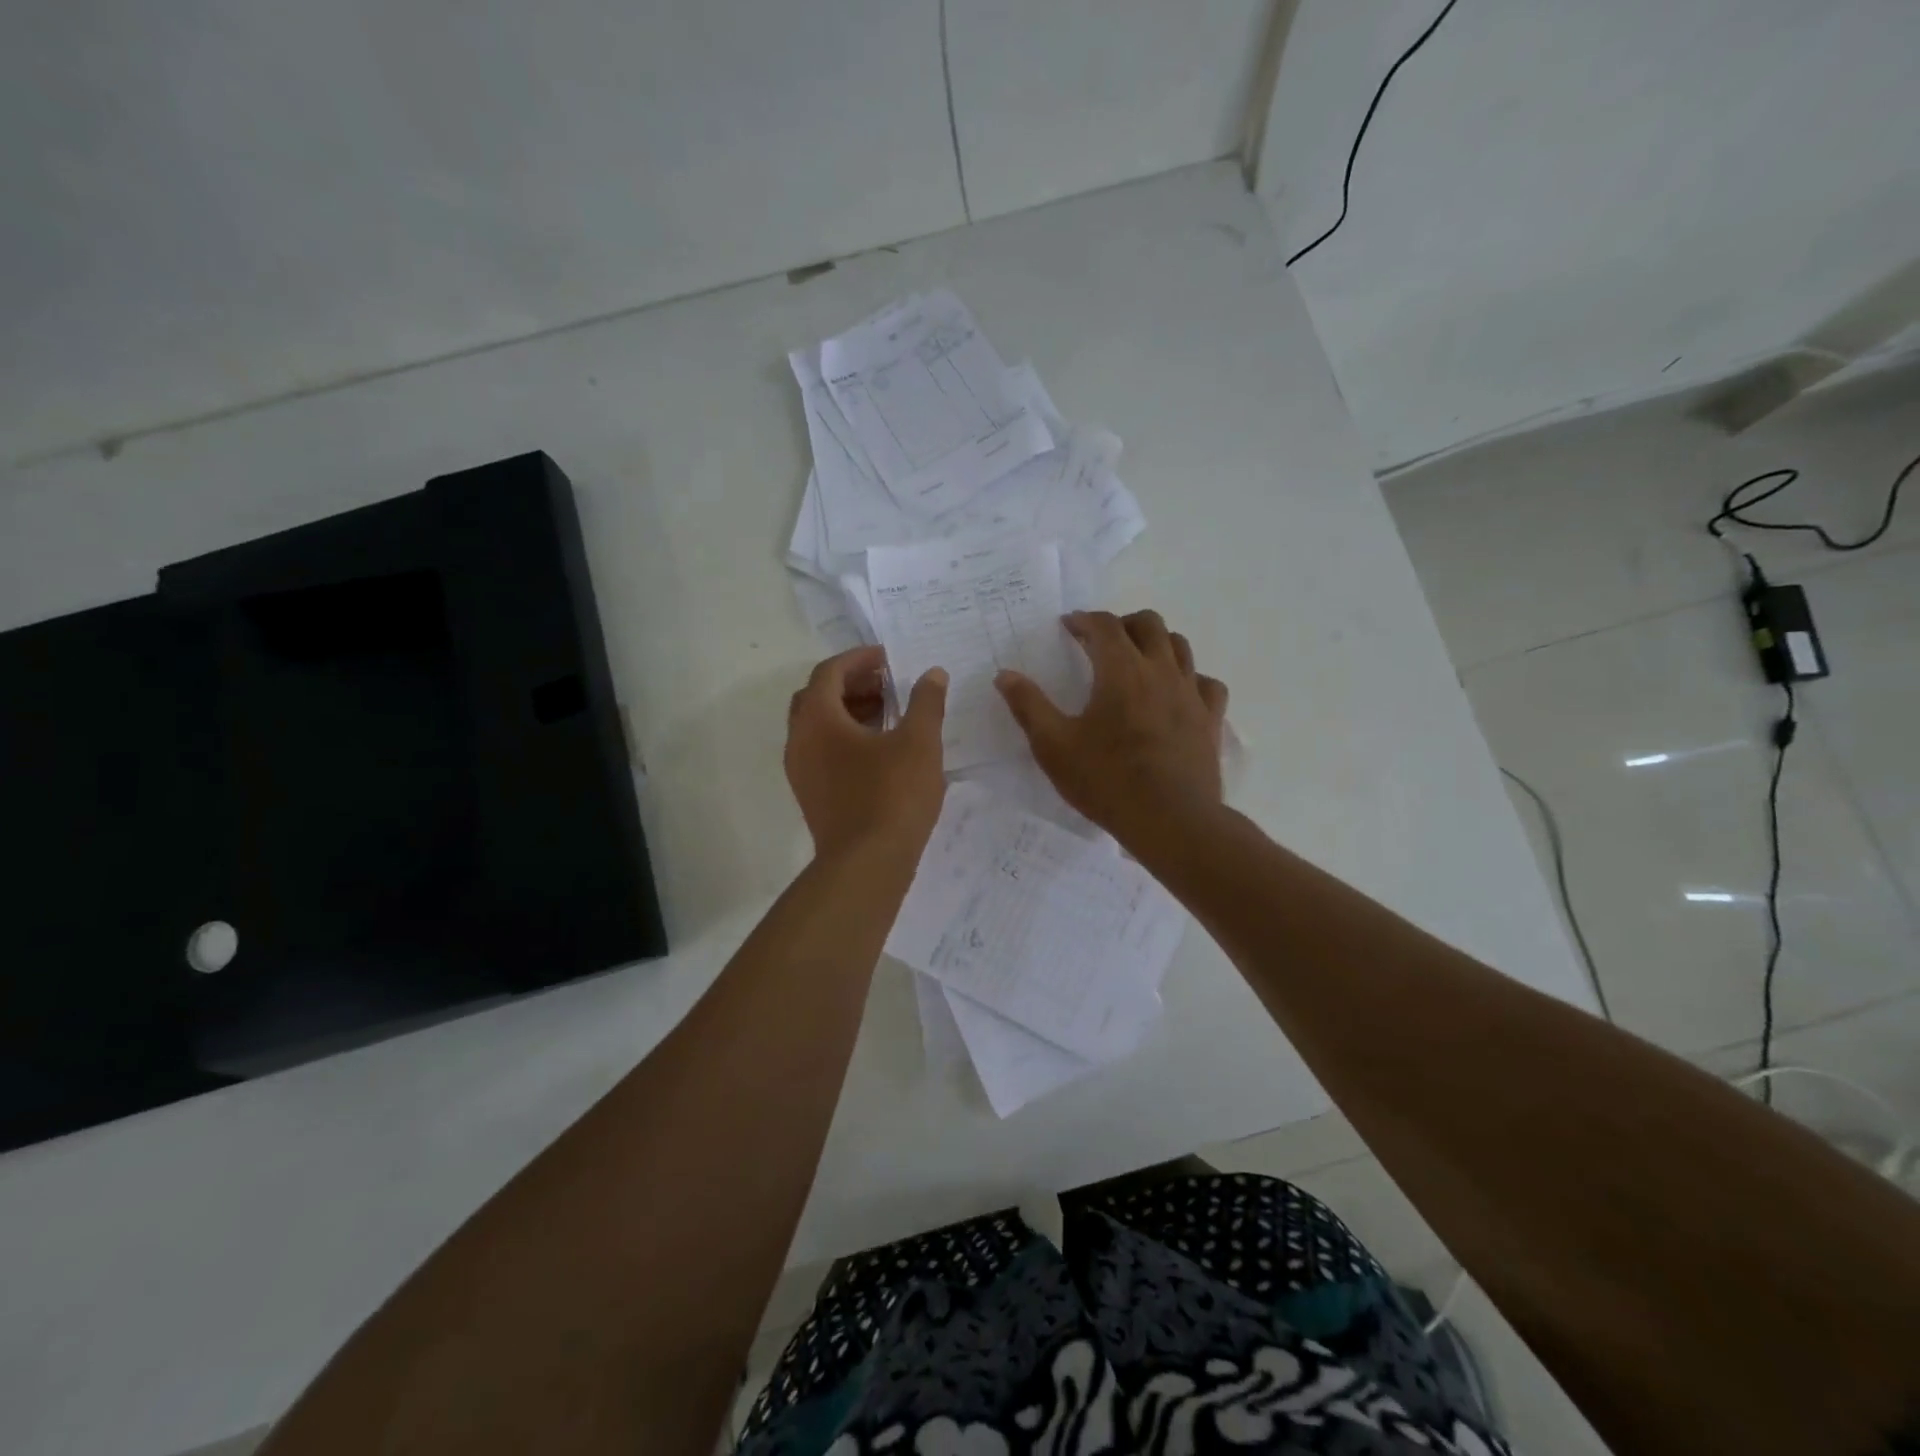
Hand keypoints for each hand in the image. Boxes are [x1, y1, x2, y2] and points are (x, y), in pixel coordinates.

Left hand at [785, 646, 948, 859]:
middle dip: (853, 684)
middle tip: (889, 684)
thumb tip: (932, 674)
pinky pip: (823, 752)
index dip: (859, 659)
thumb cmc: (892, 796)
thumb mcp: (919, 742)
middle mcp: (799, 741)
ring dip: (850, 711)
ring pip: (819, 727)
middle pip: (818, 697)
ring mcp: (801, 771)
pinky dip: (847, 738)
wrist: (866, 866)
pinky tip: (882, 751)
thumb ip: (926, 702)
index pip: (829, 672)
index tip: (889, 659)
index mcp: (818, 719)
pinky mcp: (811, 795)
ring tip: (890, 714)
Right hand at [995, 610, 1227, 843]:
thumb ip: (1029, 706)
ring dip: (1156, 643)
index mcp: (1121, 671)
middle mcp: (1160, 671)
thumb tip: (1005, 674)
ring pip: (1180, 646)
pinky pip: (1206, 683)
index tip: (1069, 626)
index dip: (1084, 620)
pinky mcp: (1210, 719)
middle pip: (1148, 624)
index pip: (1104, 626)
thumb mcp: (1054, 746)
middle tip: (1102, 641)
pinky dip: (1190, 678)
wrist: (1171, 820)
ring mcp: (1191, 693)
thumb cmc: (1107, 781)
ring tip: (1138, 660)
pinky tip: (1178, 693)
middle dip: (1122, 623)